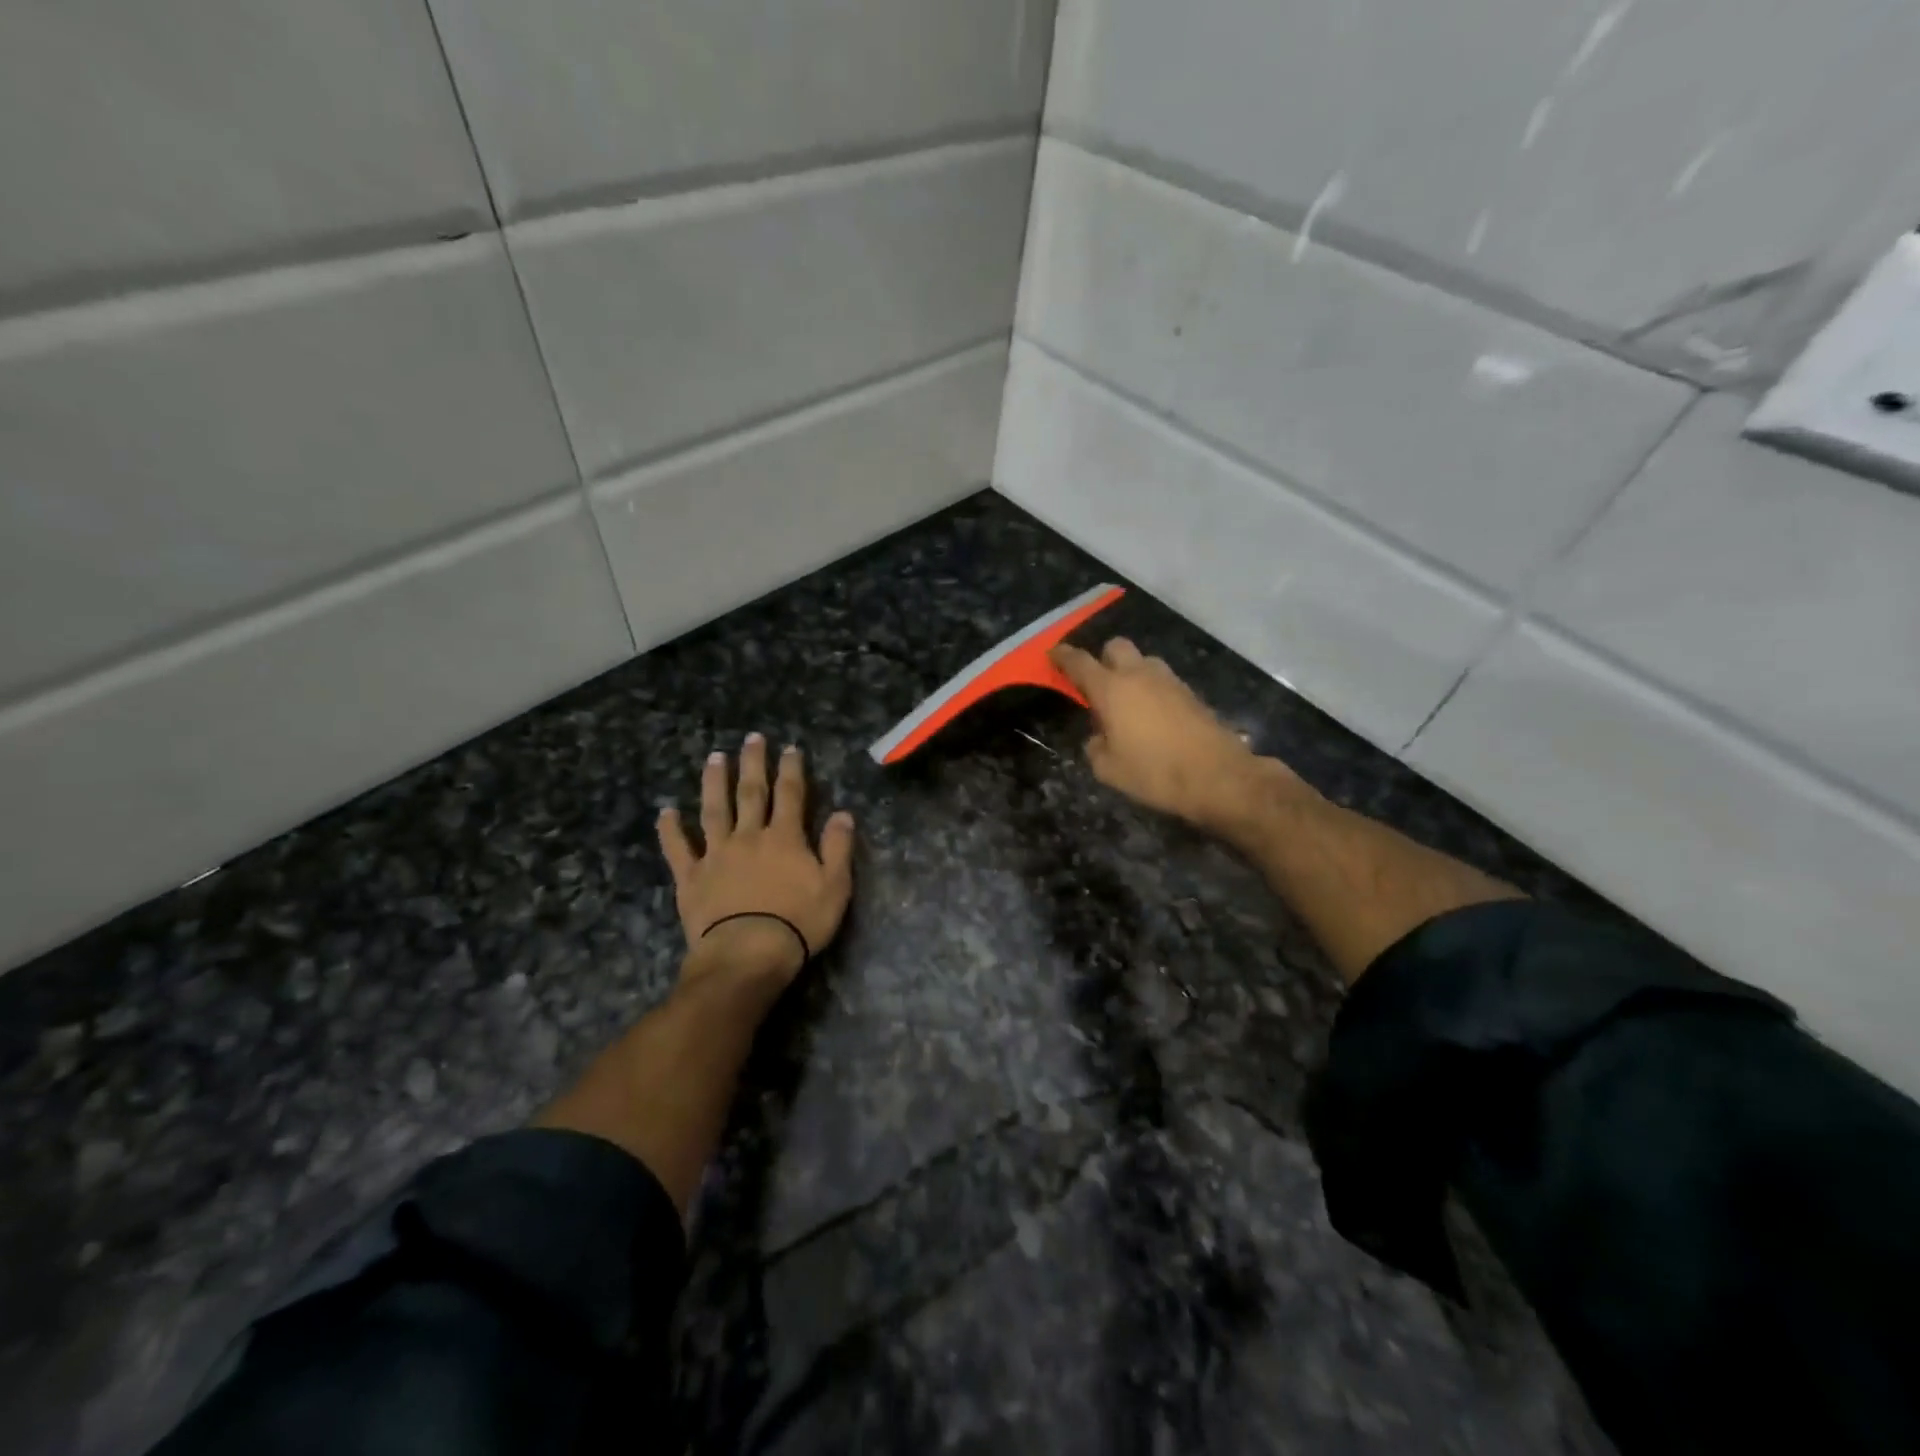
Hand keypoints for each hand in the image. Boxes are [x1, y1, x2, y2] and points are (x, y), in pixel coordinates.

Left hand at [658, 735, 855, 986]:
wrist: (748, 954)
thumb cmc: (798, 923)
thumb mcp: (834, 886)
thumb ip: (838, 848)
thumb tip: (843, 814)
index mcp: (785, 838)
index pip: (791, 795)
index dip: (791, 769)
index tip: (789, 749)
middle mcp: (749, 837)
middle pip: (751, 793)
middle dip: (753, 764)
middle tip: (751, 738)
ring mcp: (716, 855)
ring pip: (714, 811)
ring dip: (714, 783)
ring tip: (714, 758)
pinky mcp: (691, 878)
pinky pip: (678, 849)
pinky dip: (671, 830)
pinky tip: (665, 812)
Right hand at [1052, 639, 1292, 830]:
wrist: (1217, 777)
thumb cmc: (1154, 773)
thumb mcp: (1108, 770)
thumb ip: (1095, 747)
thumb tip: (1099, 737)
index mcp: (1111, 689)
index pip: (1080, 662)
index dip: (1063, 656)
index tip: (1054, 654)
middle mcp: (1139, 675)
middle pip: (1115, 647)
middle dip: (1103, 659)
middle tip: (1097, 685)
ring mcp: (1169, 680)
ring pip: (1143, 661)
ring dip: (1131, 673)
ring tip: (1128, 703)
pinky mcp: (1191, 693)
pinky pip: (1162, 680)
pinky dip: (1152, 689)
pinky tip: (1153, 716)